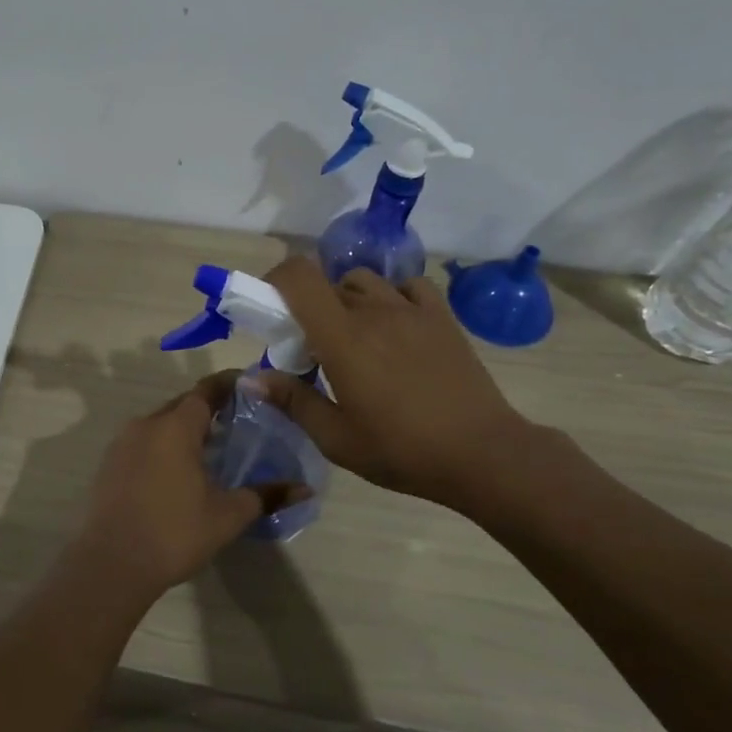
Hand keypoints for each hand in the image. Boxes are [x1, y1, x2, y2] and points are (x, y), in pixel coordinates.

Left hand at [66, 373, 306, 600]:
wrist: (111, 564)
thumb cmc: (174, 532)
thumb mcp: (228, 515)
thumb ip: (266, 495)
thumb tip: (304, 489)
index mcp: (176, 427)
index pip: (206, 390)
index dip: (229, 384)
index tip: (250, 386)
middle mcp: (146, 424)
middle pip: (182, 405)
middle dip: (208, 408)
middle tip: (236, 422)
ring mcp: (122, 443)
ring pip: (160, 423)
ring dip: (184, 428)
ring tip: (209, 448)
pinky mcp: (108, 464)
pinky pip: (142, 442)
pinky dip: (163, 445)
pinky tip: (176, 471)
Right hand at [258, 257, 545, 514]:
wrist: (481, 454)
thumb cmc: (402, 451)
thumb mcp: (336, 438)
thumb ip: (292, 401)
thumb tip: (250, 380)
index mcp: (342, 338)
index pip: (299, 278)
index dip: (276, 280)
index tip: (270, 308)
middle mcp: (374, 311)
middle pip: (329, 284)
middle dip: (310, 308)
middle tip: (313, 349)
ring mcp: (412, 310)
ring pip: (365, 282)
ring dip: (347, 300)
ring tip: (353, 337)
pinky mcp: (441, 316)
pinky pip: (407, 287)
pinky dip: (391, 296)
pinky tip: (394, 326)